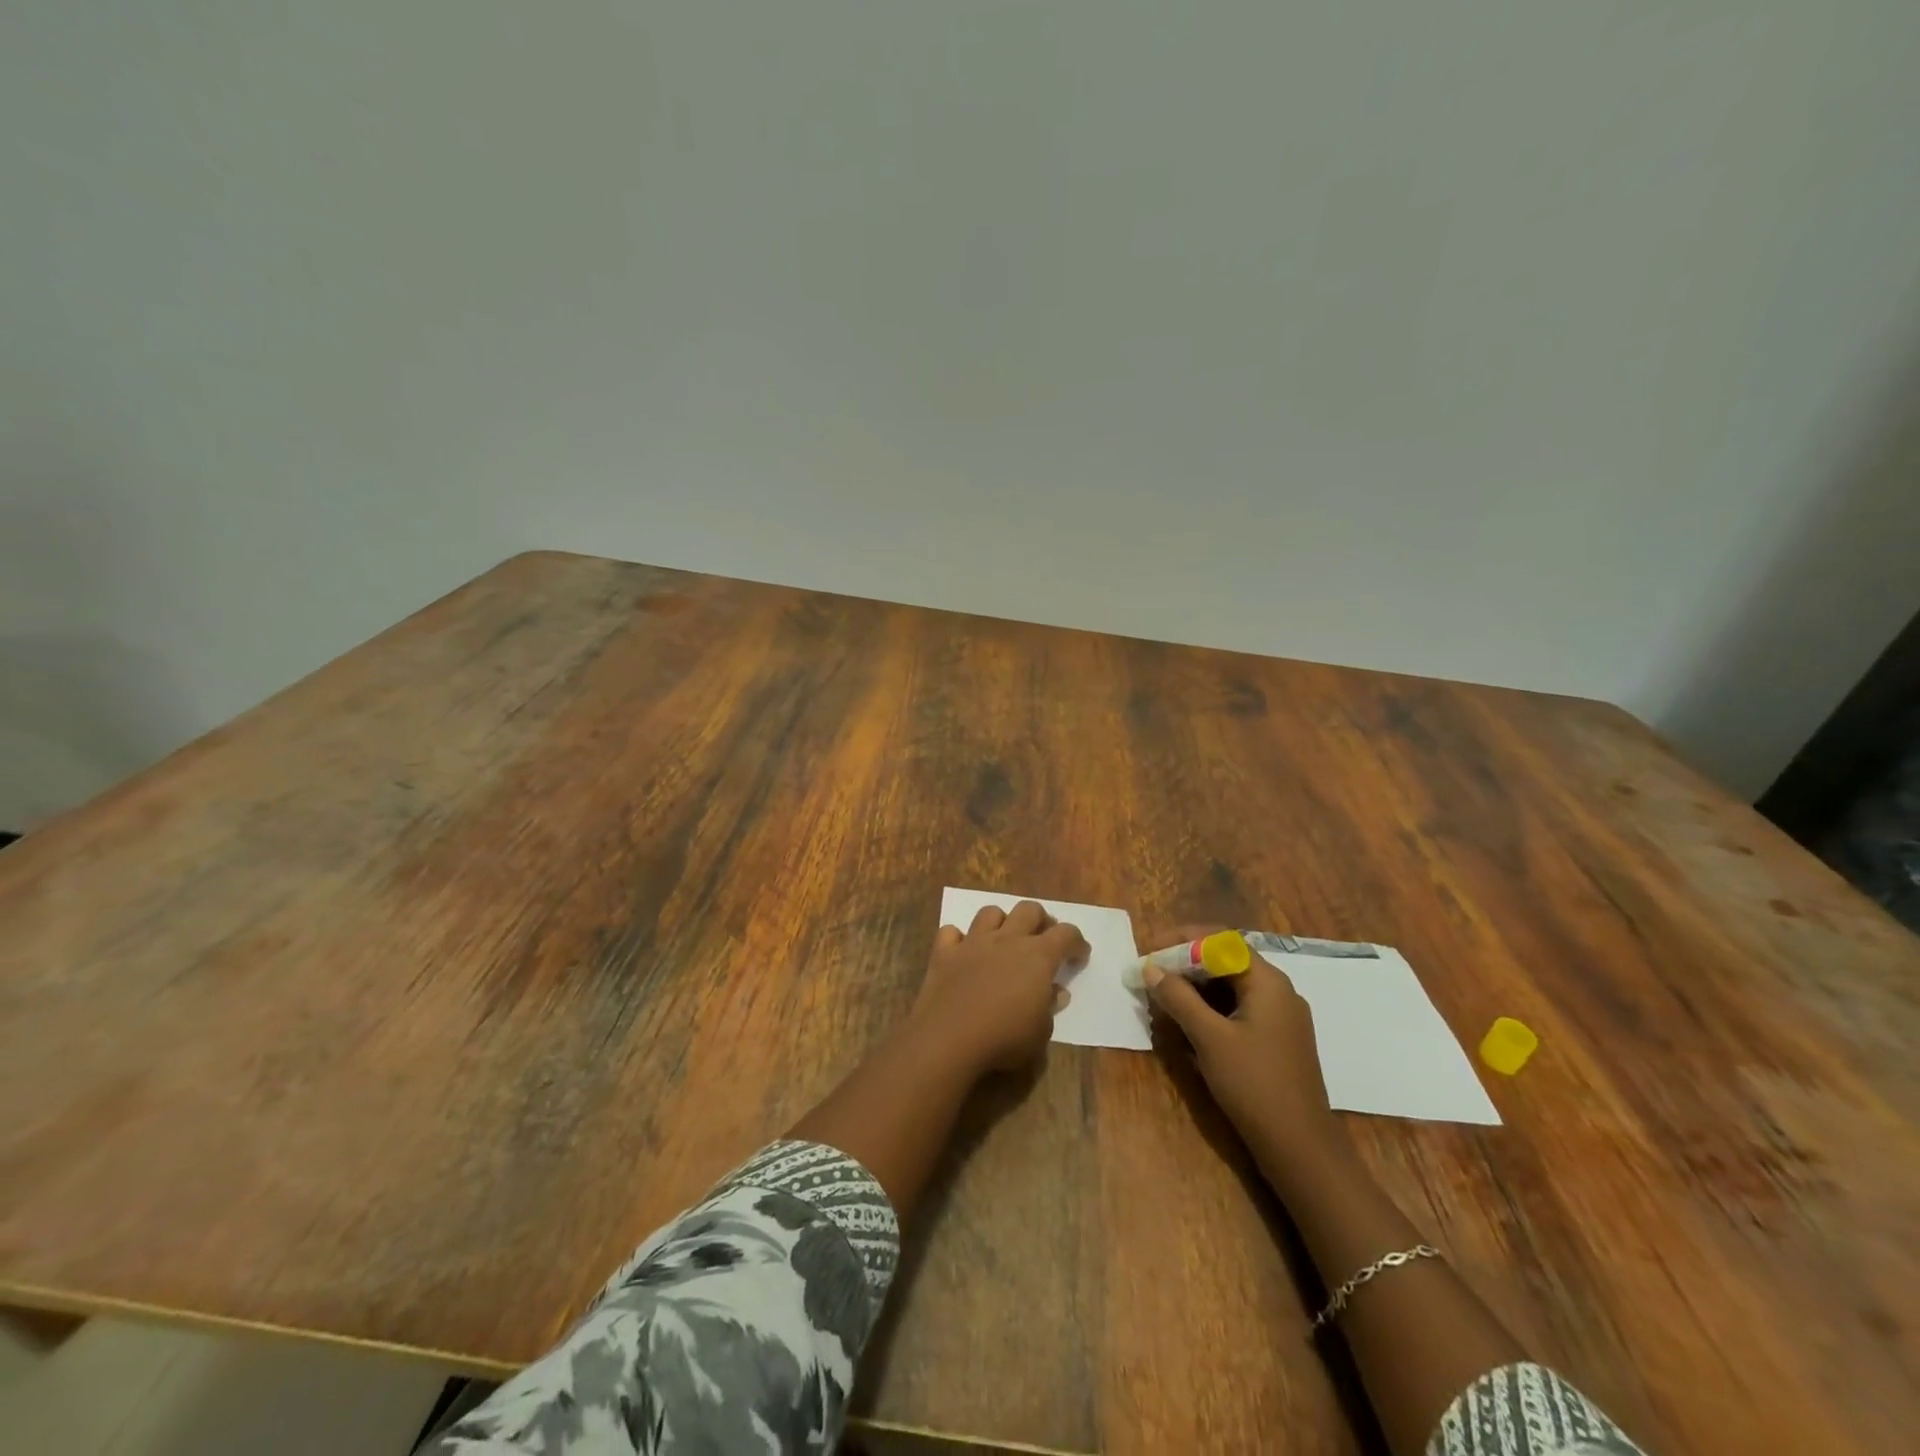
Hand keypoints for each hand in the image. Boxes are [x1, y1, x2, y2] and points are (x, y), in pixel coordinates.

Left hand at [911, 901, 1089, 1073]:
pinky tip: (961, 952)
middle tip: (1043, 938)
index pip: (1066, 934)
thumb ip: (1050, 1007)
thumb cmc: (1005, 1039)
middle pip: (1029, 909)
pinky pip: (950, 933)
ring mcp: (973, 943)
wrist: (950, 1038)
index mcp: (1037, 956)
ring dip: (1001, 922)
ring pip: (990, 912)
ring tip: (1003, 939)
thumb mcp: (1041, 1032)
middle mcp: (1007, 940)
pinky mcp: (944, 953)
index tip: (1080, 955)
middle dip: (1041, 920)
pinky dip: (957, 939)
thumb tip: (1056, 991)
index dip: (1077, 942)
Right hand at [1144, 924, 1341, 1174]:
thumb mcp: (1209, 1038)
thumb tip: (1151, 968)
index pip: (1221, 940)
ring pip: (1230, 988)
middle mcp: (1278, 992)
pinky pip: (1238, 1010)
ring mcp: (1279, 1018)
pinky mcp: (1275, 1041)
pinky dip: (1210, 1010)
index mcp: (1268, 982)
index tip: (1150, 951)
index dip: (1182, 940)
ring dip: (1195, 989)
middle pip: (1226, 961)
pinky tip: (1186, 1024)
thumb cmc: (1254, 1085)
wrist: (1301, 1150)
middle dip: (1185, 965)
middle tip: (1150, 976)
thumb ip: (1178, 998)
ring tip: (1161, 999)